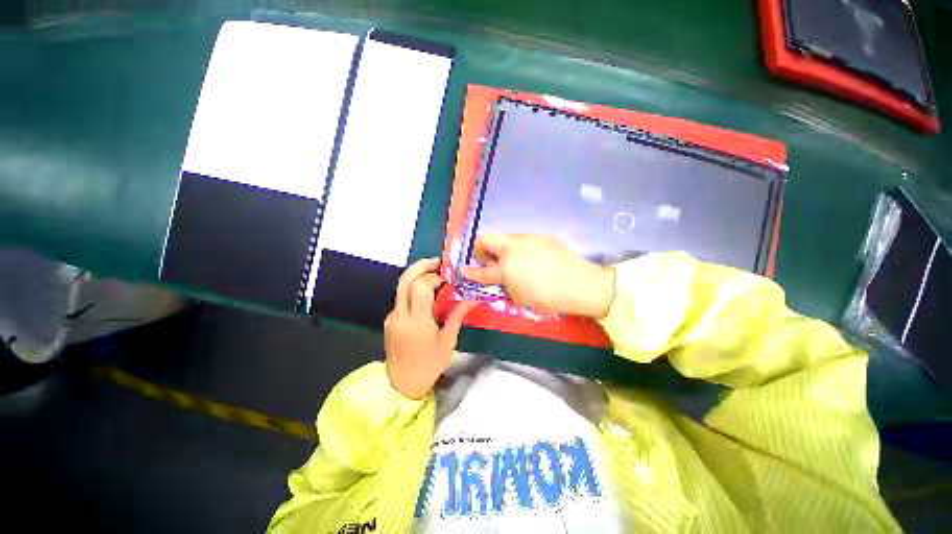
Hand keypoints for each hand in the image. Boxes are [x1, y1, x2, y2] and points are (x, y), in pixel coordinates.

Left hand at [385, 258, 476, 399]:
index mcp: (417, 322)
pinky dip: (414, 289)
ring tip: (435, 274)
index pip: (420, 287)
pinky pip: (402, 297)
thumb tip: (472, 298)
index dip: (433, 277)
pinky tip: (427, 296)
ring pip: (401, 286)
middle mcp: (400, 315)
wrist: (402, 384)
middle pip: (405, 280)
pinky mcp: (390, 319)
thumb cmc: (429, 365)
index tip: (446, 279)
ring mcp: (392, 317)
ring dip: (417, 275)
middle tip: (437, 262)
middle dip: (421, 266)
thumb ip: (457, 316)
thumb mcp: (448, 341)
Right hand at [462, 234, 615, 318]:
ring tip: (511, 261)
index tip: (462, 270)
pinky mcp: (540, 236)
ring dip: (501, 248)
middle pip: (486, 238)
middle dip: (481, 249)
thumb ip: (504, 285)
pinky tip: (530, 259)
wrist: (579, 284)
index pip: (481, 270)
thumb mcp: (519, 297)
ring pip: (504, 237)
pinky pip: (521, 240)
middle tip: (487, 260)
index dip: (469, 271)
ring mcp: (527, 239)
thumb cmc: (547, 297)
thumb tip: (500, 277)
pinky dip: (518, 249)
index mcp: (505, 267)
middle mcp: (512, 248)